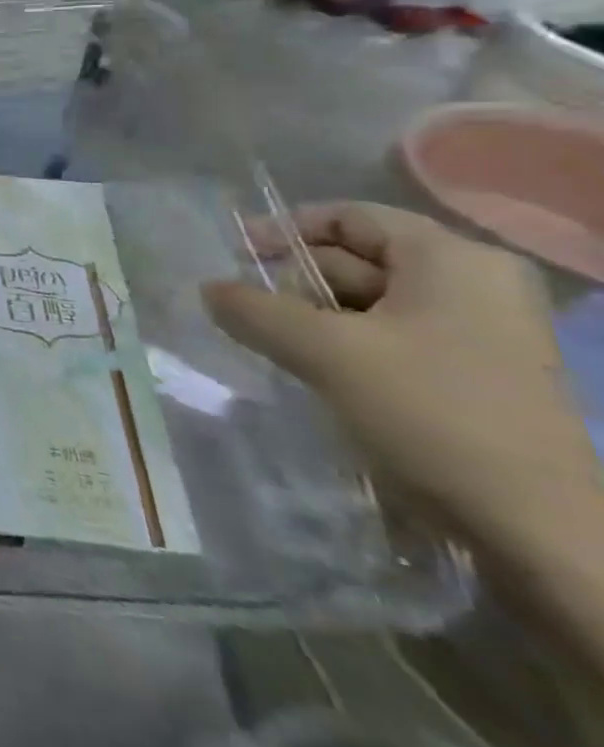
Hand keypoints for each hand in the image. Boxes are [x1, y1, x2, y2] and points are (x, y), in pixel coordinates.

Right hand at [202, 202, 596, 548]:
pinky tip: (315, 372)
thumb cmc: (431, 414)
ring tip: (271, 345)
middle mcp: (474, 284)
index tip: (235, 259)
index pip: (350, 217)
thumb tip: (210, 289)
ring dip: (313, 319)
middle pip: (358, 259)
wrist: (537, 529)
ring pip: (370, 303)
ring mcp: (481, 331)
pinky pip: (391, 338)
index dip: (284, 230)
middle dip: (294, 283)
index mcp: (452, 260)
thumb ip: (254, 311)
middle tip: (247, 313)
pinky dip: (344, 345)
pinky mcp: (476, 373)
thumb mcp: (324, 353)